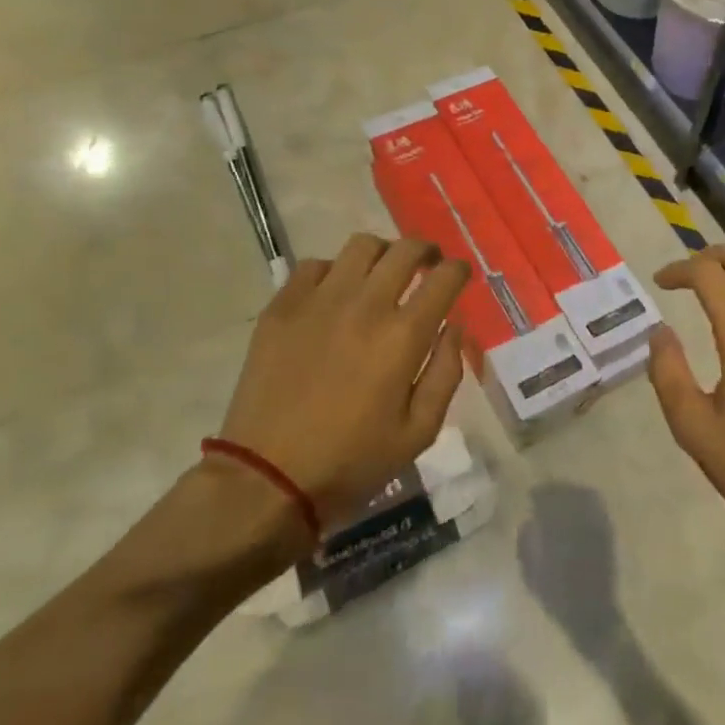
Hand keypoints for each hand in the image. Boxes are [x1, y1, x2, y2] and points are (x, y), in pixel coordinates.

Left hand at [215, 234, 470, 531]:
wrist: (267, 479)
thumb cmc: (352, 462)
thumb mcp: (419, 432)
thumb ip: (445, 372)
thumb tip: (453, 327)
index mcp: (403, 336)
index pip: (444, 277)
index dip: (458, 270)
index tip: (458, 276)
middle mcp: (365, 305)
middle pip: (405, 249)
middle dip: (426, 252)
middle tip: (427, 266)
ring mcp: (319, 300)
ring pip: (361, 246)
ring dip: (382, 254)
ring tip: (381, 274)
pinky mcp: (282, 307)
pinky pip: (314, 265)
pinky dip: (334, 271)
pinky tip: (334, 295)